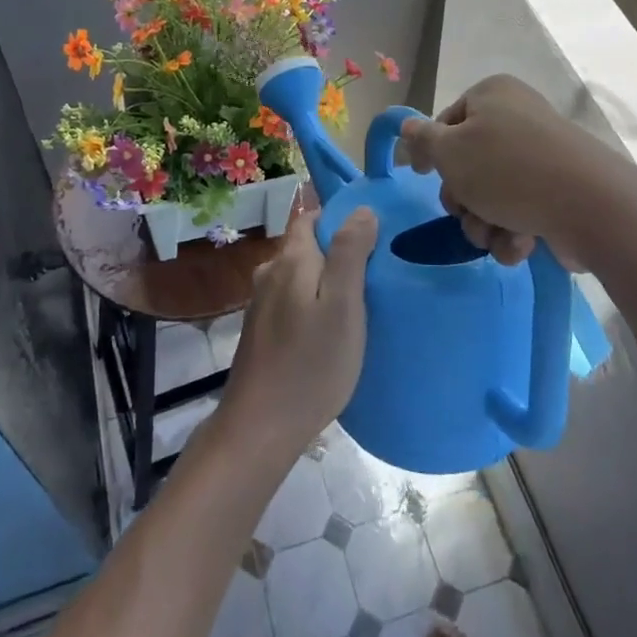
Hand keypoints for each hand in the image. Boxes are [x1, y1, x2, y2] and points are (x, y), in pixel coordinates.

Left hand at [219, 207, 376, 460]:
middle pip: (306, 246)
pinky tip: (330, 327)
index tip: (373, 232)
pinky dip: (312, 302)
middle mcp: (270, 274)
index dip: (339, 217)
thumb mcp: (343, 305)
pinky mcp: (261, 331)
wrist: (260, 427)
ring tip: (359, 299)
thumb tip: (360, 209)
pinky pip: (292, 300)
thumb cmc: (310, 364)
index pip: (310, 217)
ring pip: (299, 275)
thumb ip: (350, 253)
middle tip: (375, 270)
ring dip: (325, 279)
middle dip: (337, 249)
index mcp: (290, 260)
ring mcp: (261, 304)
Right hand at [398, 75, 614, 268]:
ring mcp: (541, 156)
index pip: (445, 122)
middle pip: (467, 163)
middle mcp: (518, 118)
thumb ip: (422, 139)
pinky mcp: (559, 192)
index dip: (431, 153)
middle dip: (462, 199)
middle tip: (467, 211)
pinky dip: (513, 232)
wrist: (590, 207)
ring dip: (484, 222)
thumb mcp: (450, 152)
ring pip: (490, 194)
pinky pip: (520, 211)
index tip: (423, 176)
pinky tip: (521, 244)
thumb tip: (406, 125)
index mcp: (492, 96)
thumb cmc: (508, 170)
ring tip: (496, 234)